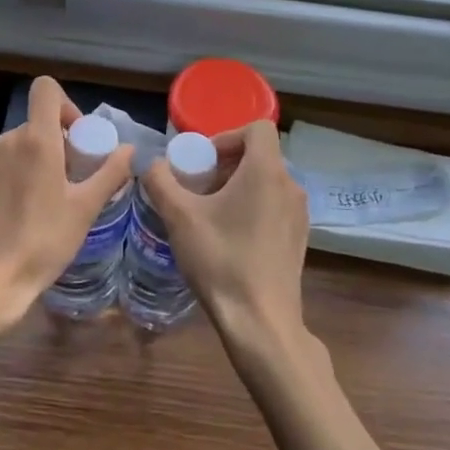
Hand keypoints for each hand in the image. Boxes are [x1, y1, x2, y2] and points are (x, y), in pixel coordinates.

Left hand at [0, 76, 132, 330]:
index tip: (79, 138)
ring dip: (41, 159)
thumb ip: (110, 173)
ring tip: (54, 197)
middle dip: (60, 140)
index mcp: (36, 140)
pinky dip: (21, 175)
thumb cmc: (43, 241)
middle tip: (76, 176)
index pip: (46, 89)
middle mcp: (8, 141)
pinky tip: (29, 211)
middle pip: (38, 121)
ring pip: (21, 144)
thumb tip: (129, 150)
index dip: (67, 104)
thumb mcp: (85, 209)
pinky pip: (6, 164)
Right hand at [143, 120, 311, 351]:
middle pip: (260, 155)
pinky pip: (275, 206)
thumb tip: (150, 163)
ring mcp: (299, 214)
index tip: (203, 161)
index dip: (227, 136)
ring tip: (210, 214)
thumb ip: (160, 181)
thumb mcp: (179, 217)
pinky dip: (252, 208)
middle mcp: (290, 186)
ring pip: (267, 182)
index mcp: (267, 171)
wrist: (260, 322)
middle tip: (198, 188)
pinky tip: (230, 238)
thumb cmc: (221, 260)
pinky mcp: (299, 239)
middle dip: (226, 164)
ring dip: (238, 187)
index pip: (258, 128)